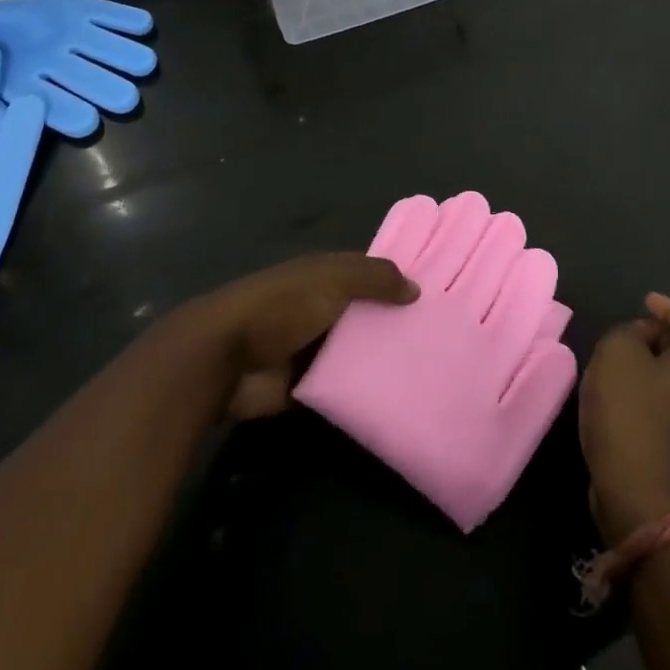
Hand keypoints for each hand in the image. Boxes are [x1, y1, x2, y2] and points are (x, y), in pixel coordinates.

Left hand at [180, 253, 419, 419]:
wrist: (227, 357)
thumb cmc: (282, 305)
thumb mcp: (333, 280)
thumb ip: (375, 278)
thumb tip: (416, 288)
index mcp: (325, 275)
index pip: (369, 273)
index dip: (397, 280)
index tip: (437, 292)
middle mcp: (322, 307)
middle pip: (366, 313)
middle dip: (395, 322)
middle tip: (442, 336)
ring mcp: (313, 347)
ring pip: (357, 351)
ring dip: (382, 358)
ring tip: (430, 368)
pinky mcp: (307, 385)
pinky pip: (343, 386)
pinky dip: (363, 390)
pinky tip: (399, 396)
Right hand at [579, 293, 669, 544]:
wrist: (638, 495)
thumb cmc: (631, 413)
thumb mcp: (618, 352)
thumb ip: (627, 332)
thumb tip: (637, 340)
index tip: (644, 302)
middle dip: (655, 335)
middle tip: (624, 330)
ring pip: (668, 379)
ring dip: (642, 365)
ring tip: (610, 359)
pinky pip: (657, 404)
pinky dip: (636, 391)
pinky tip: (609, 394)